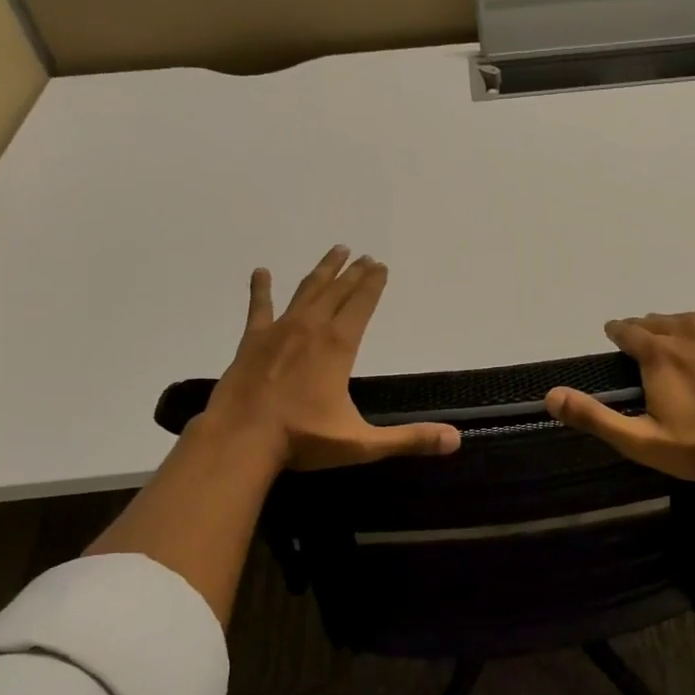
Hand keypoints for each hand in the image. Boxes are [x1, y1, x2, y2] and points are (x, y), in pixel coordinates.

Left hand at [194, 245, 459, 470]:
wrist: (239, 440)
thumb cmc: (302, 439)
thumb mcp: (361, 444)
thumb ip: (408, 439)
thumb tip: (455, 440)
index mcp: (338, 346)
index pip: (361, 305)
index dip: (373, 285)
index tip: (381, 266)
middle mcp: (311, 329)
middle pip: (337, 292)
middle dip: (354, 273)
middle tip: (365, 256)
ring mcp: (278, 331)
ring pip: (305, 291)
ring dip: (322, 271)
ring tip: (336, 251)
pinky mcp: (251, 341)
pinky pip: (258, 307)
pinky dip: (261, 289)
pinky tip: (261, 272)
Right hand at [544, 308, 694, 481]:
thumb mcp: (639, 440)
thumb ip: (594, 416)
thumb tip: (550, 396)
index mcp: (658, 353)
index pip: (628, 330)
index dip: (617, 332)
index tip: (614, 335)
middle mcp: (688, 330)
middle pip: (659, 321)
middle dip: (648, 330)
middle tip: (646, 345)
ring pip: (693, 316)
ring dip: (680, 326)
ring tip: (680, 341)